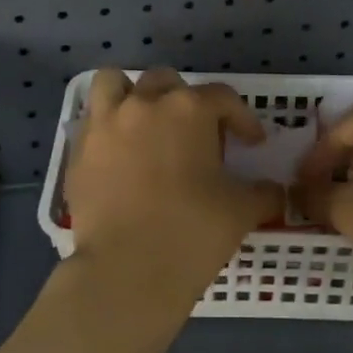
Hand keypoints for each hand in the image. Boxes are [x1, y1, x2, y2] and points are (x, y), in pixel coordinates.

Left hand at [64, 68, 284, 309]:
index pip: (223, 98)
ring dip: (132, 95)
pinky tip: (120, 154)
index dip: (242, 119)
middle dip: (185, 101)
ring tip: (145, 123)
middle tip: (197, 135)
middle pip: (167, 81)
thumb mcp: (241, 211)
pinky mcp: (79, 149)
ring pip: (115, 84)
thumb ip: (263, 193)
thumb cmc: (191, 233)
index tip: (251, 143)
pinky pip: (92, 121)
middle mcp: (145, 103)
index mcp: (189, 109)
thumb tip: (273, 190)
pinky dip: (107, 127)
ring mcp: (106, 123)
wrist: (126, 271)